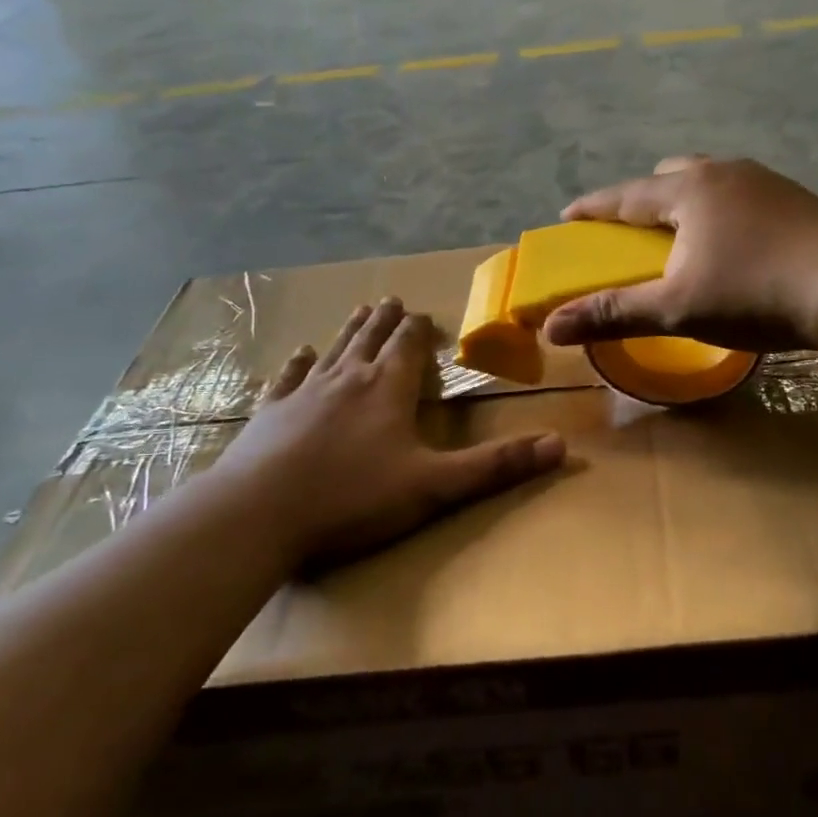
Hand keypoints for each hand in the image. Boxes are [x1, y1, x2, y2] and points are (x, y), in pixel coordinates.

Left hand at [217, 299, 564, 569]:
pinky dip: (298, 364)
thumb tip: (560, 445)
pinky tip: (300, 353)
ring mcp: (304, 395)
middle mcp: (347, 380)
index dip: (420, 331)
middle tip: (393, 300)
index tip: (424, 313)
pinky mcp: (270, 415)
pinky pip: (289, 379)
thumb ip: (496, 466)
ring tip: (360, 310)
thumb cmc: (352, 499)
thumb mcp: (434, 487)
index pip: (409, 348)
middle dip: (386, 321)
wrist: (257, 516)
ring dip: (350, 331)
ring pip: (334, 352)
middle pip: (371, 340)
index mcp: (388, 390)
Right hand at [541, 157, 817, 353]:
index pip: (625, 194)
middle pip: (669, 176)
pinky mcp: (798, 199)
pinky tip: (736, 245)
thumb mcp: (676, 308)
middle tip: (632, 231)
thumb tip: (552, 327)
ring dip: (687, 205)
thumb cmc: (755, 293)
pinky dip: (722, 214)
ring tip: (684, 238)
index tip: (567, 217)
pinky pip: (742, 198)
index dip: (592, 209)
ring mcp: (766, 181)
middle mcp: (724, 172)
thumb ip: (614, 313)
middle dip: (643, 200)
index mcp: (688, 188)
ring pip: (711, 184)